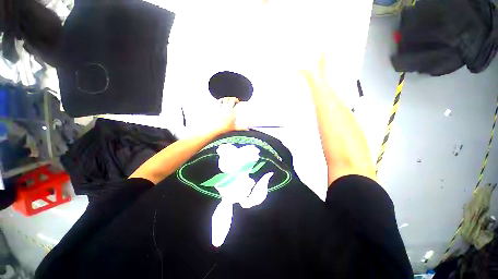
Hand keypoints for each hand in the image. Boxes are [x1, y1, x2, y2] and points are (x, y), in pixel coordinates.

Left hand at [216, 97, 246, 133]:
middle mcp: (227, 109)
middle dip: (235, 99)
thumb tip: (247, 129)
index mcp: (232, 113)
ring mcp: (221, 108)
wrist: (213, 129)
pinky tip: (223, 101)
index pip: (238, 105)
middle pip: (232, 100)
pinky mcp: (216, 108)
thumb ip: (241, 128)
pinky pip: (219, 101)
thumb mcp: (234, 128)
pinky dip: (222, 100)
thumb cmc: (224, 129)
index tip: (242, 104)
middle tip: (237, 101)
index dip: (241, 103)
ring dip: (229, 98)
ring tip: (230, 100)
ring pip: (225, 99)